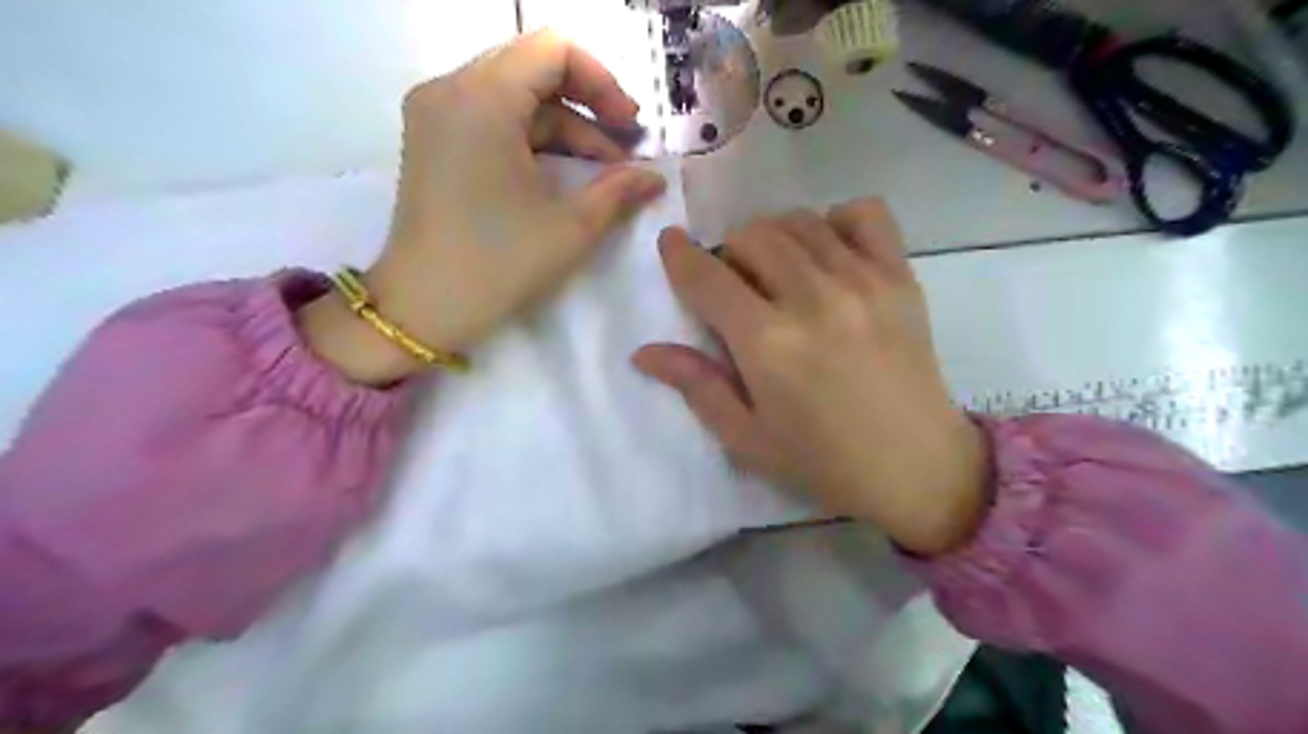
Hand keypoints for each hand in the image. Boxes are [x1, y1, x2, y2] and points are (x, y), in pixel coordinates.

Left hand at [304, 28, 664, 382]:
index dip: (603, 82)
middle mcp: (450, 90)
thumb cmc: (499, 264)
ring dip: (564, 129)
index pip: (553, 50)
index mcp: (481, 99)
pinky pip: (492, 119)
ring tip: (603, 174)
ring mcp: (435, 115)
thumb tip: (654, 178)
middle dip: (587, 107)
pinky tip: (562, 175)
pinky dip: (532, 140)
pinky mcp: (433, 141)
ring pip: (515, 98)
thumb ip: (619, 191)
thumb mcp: (571, 227)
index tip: (630, 128)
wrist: (424, 308)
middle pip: (533, 70)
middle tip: (624, 151)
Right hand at [636, 201, 991, 555]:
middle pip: (751, 235)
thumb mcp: (747, 437)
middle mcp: (812, 298)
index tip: (671, 245)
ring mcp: (862, 281)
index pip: (706, 276)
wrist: (917, 467)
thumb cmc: (822, 461)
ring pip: (798, 220)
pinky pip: (865, 214)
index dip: (679, 255)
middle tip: (736, 286)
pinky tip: (830, 254)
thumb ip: (696, 385)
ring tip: (778, 271)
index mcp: (767, 343)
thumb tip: (644, 352)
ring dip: (774, 237)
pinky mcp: (900, 277)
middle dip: (729, 253)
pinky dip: (837, 221)